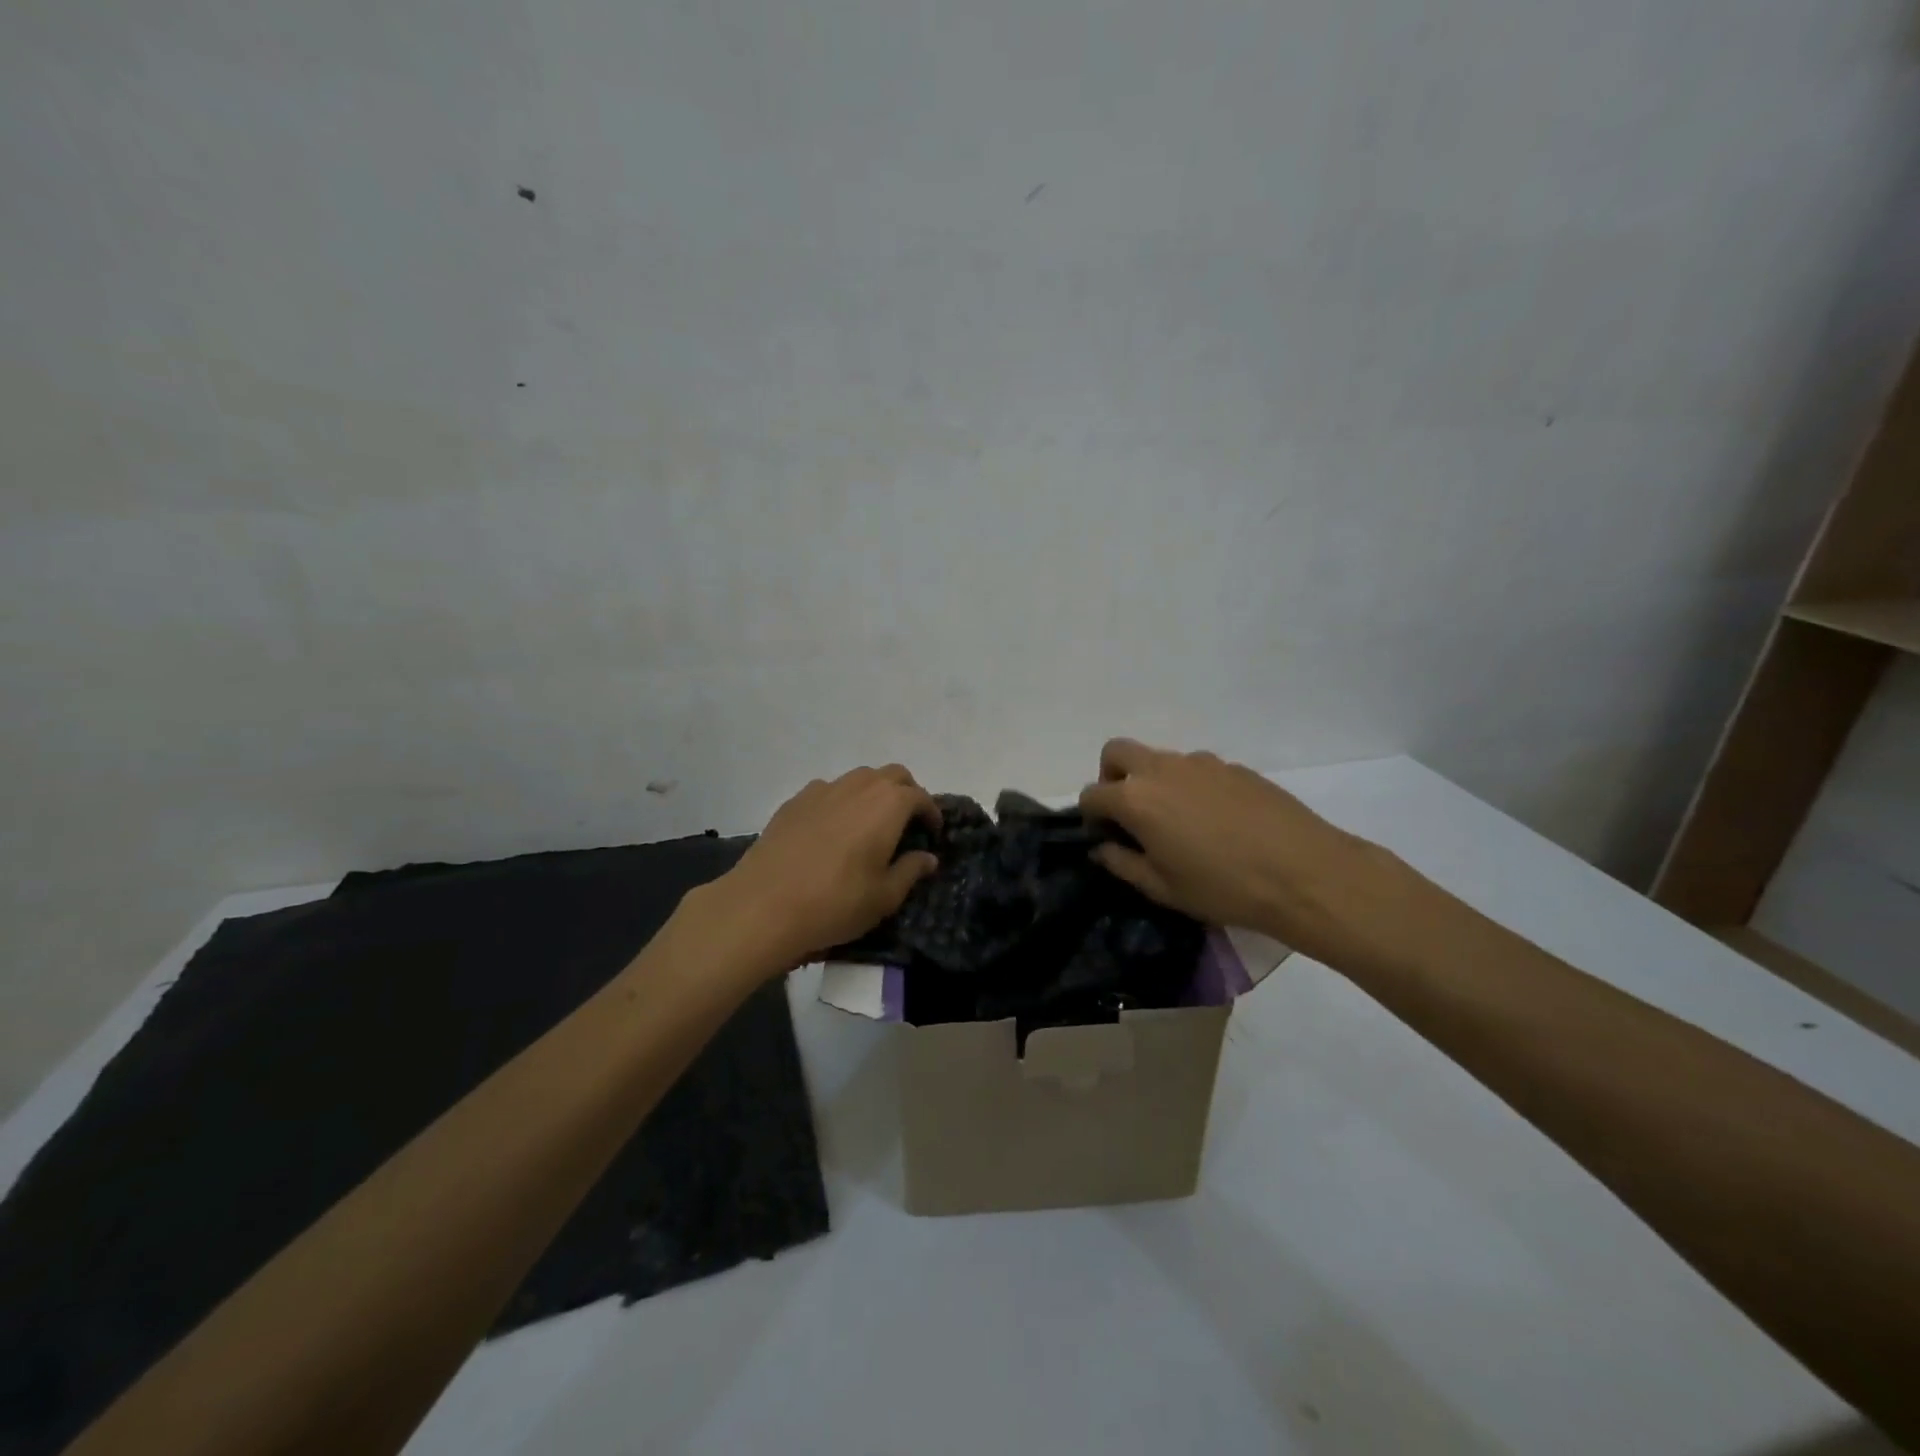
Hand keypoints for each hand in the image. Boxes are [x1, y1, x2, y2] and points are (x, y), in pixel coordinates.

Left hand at [704, 765, 941, 971]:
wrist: (763, 905)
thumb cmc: (836, 902)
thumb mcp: (884, 897)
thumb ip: (911, 871)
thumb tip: (928, 857)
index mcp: (888, 804)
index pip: (920, 796)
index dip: (931, 812)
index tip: (933, 833)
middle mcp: (858, 786)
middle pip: (892, 775)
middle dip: (906, 793)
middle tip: (908, 823)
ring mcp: (823, 790)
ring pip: (859, 778)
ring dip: (874, 793)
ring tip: (871, 824)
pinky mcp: (794, 801)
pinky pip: (829, 791)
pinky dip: (842, 802)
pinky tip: (833, 830)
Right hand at [1078, 739, 1439, 971]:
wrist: (1304, 873)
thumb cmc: (1223, 887)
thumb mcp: (1163, 888)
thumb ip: (1122, 863)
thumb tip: (1102, 848)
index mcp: (1136, 799)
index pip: (1092, 794)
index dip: (1091, 816)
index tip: (1106, 838)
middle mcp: (1162, 769)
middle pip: (1116, 753)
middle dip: (1111, 777)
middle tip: (1129, 813)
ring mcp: (1200, 762)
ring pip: (1159, 759)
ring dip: (1154, 781)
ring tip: (1179, 823)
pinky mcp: (1233, 766)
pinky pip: (1196, 769)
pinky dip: (1190, 786)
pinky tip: (1216, 821)